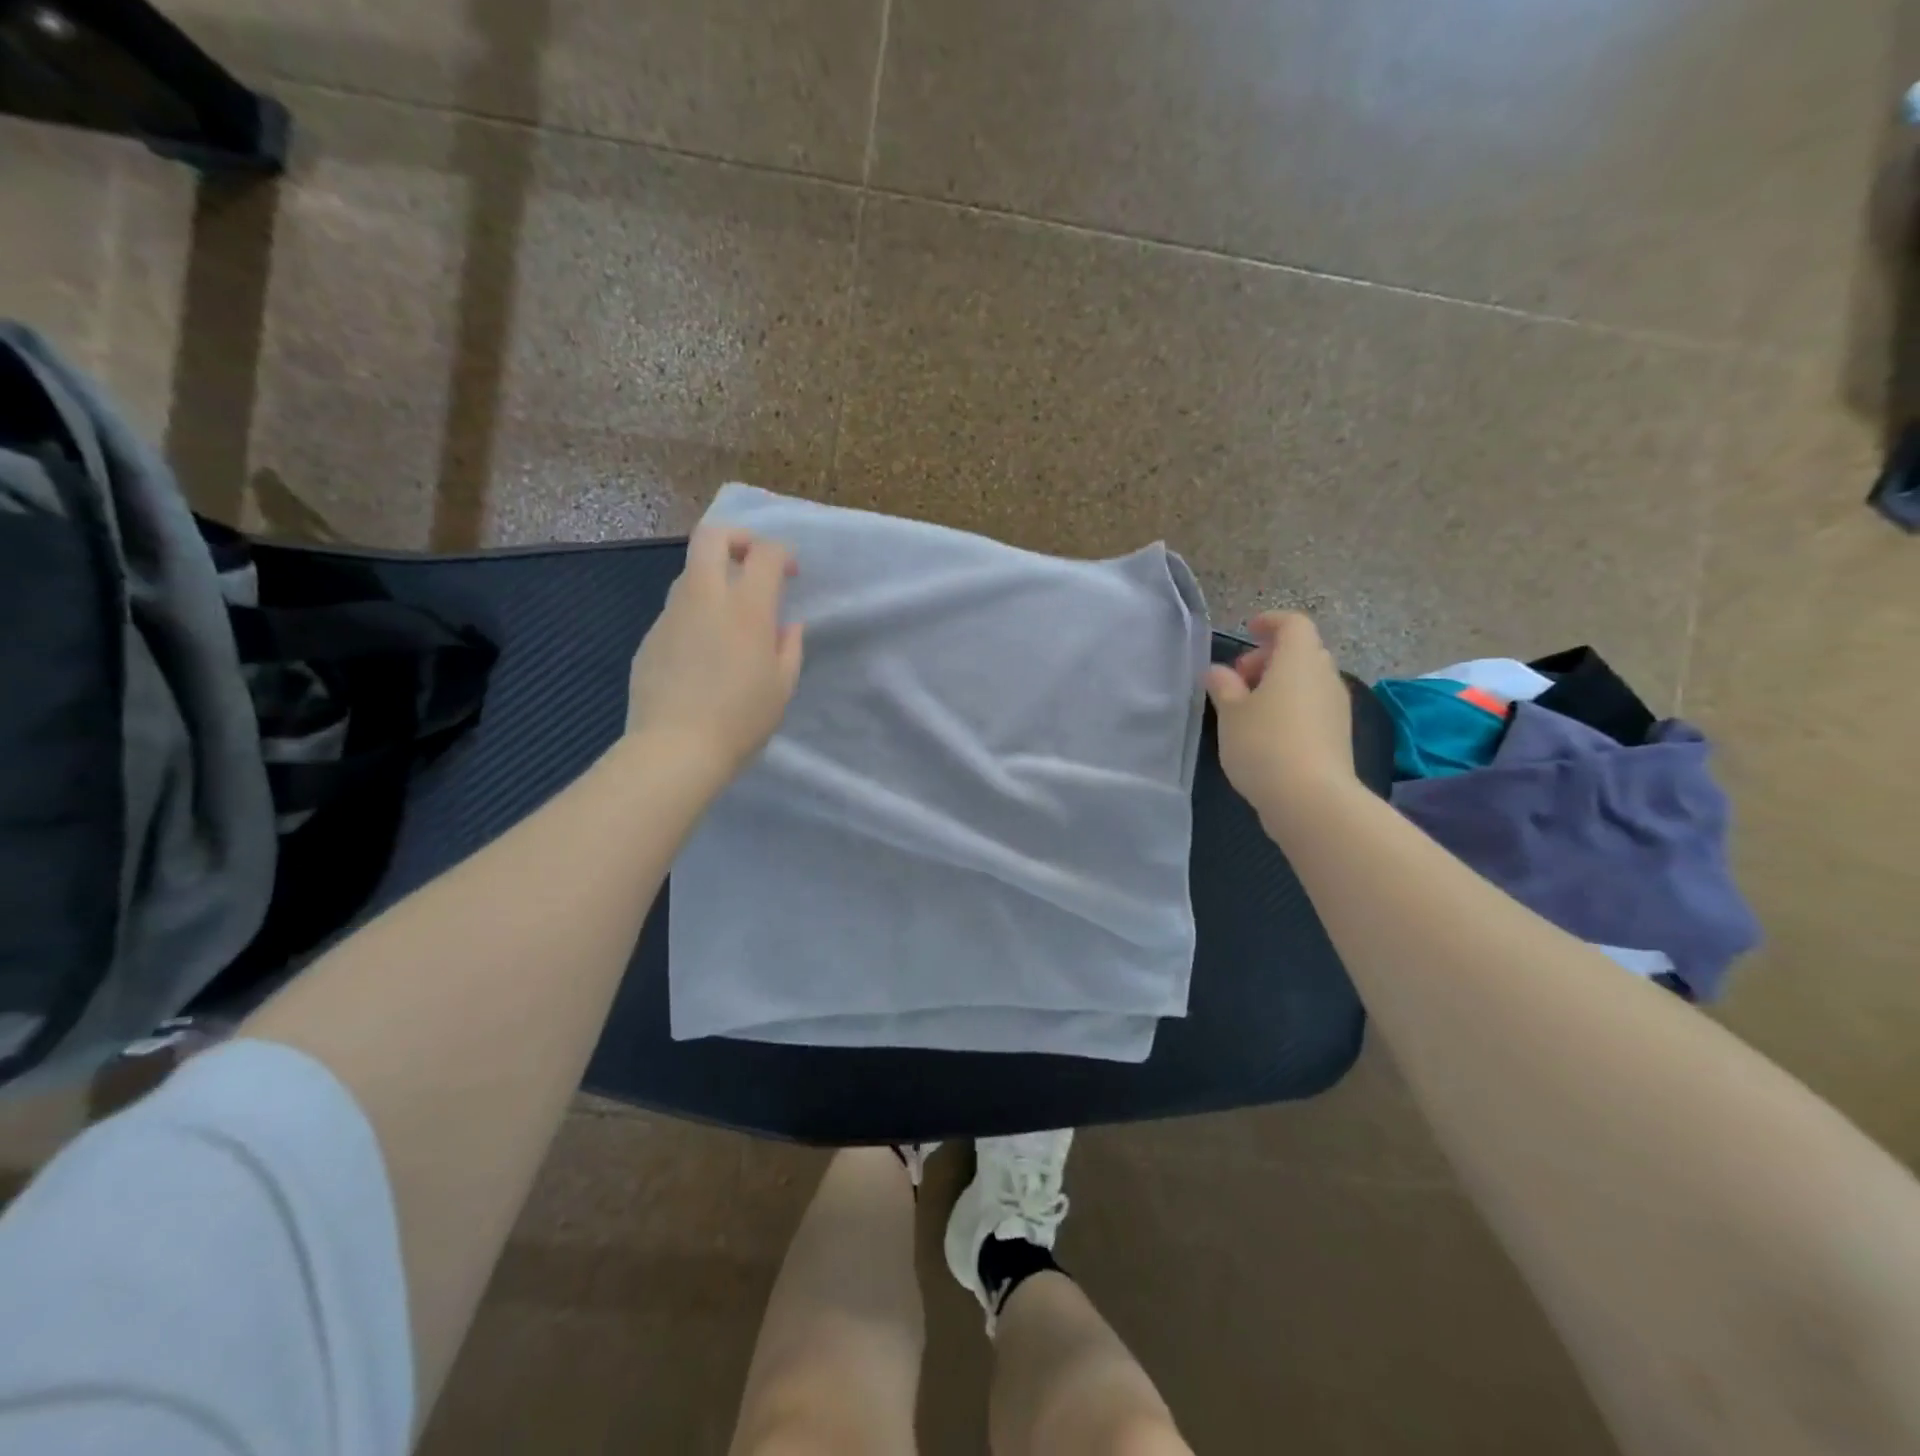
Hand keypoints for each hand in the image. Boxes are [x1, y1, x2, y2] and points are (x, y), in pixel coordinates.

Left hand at [626, 525, 803, 780]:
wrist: (675, 749)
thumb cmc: (741, 719)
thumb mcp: (782, 686)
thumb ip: (789, 647)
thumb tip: (786, 625)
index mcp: (747, 608)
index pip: (765, 553)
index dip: (782, 554)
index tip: (790, 574)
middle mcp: (705, 598)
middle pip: (712, 537)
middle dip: (737, 538)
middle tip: (752, 563)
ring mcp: (672, 615)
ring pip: (690, 572)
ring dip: (714, 577)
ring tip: (730, 614)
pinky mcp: (651, 636)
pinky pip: (677, 610)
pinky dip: (695, 613)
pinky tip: (704, 652)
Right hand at [1204, 612, 1356, 834]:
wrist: (1311, 799)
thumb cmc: (1264, 744)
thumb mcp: (1230, 713)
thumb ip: (1223, 686)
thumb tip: (1218, 672)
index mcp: (1299, 660)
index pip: (1293, 623)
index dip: (1270, 622)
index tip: (1248, 631)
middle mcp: (1325, 676)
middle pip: (1302, 651)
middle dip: (1269, 658)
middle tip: (1239, 680)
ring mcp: (1337, 707)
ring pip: (1308, 680)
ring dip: (1280, 684)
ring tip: (1248, 709)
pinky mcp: (1338, 734)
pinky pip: (1313, 705)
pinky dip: (1291, 706)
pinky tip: (1267, 732)